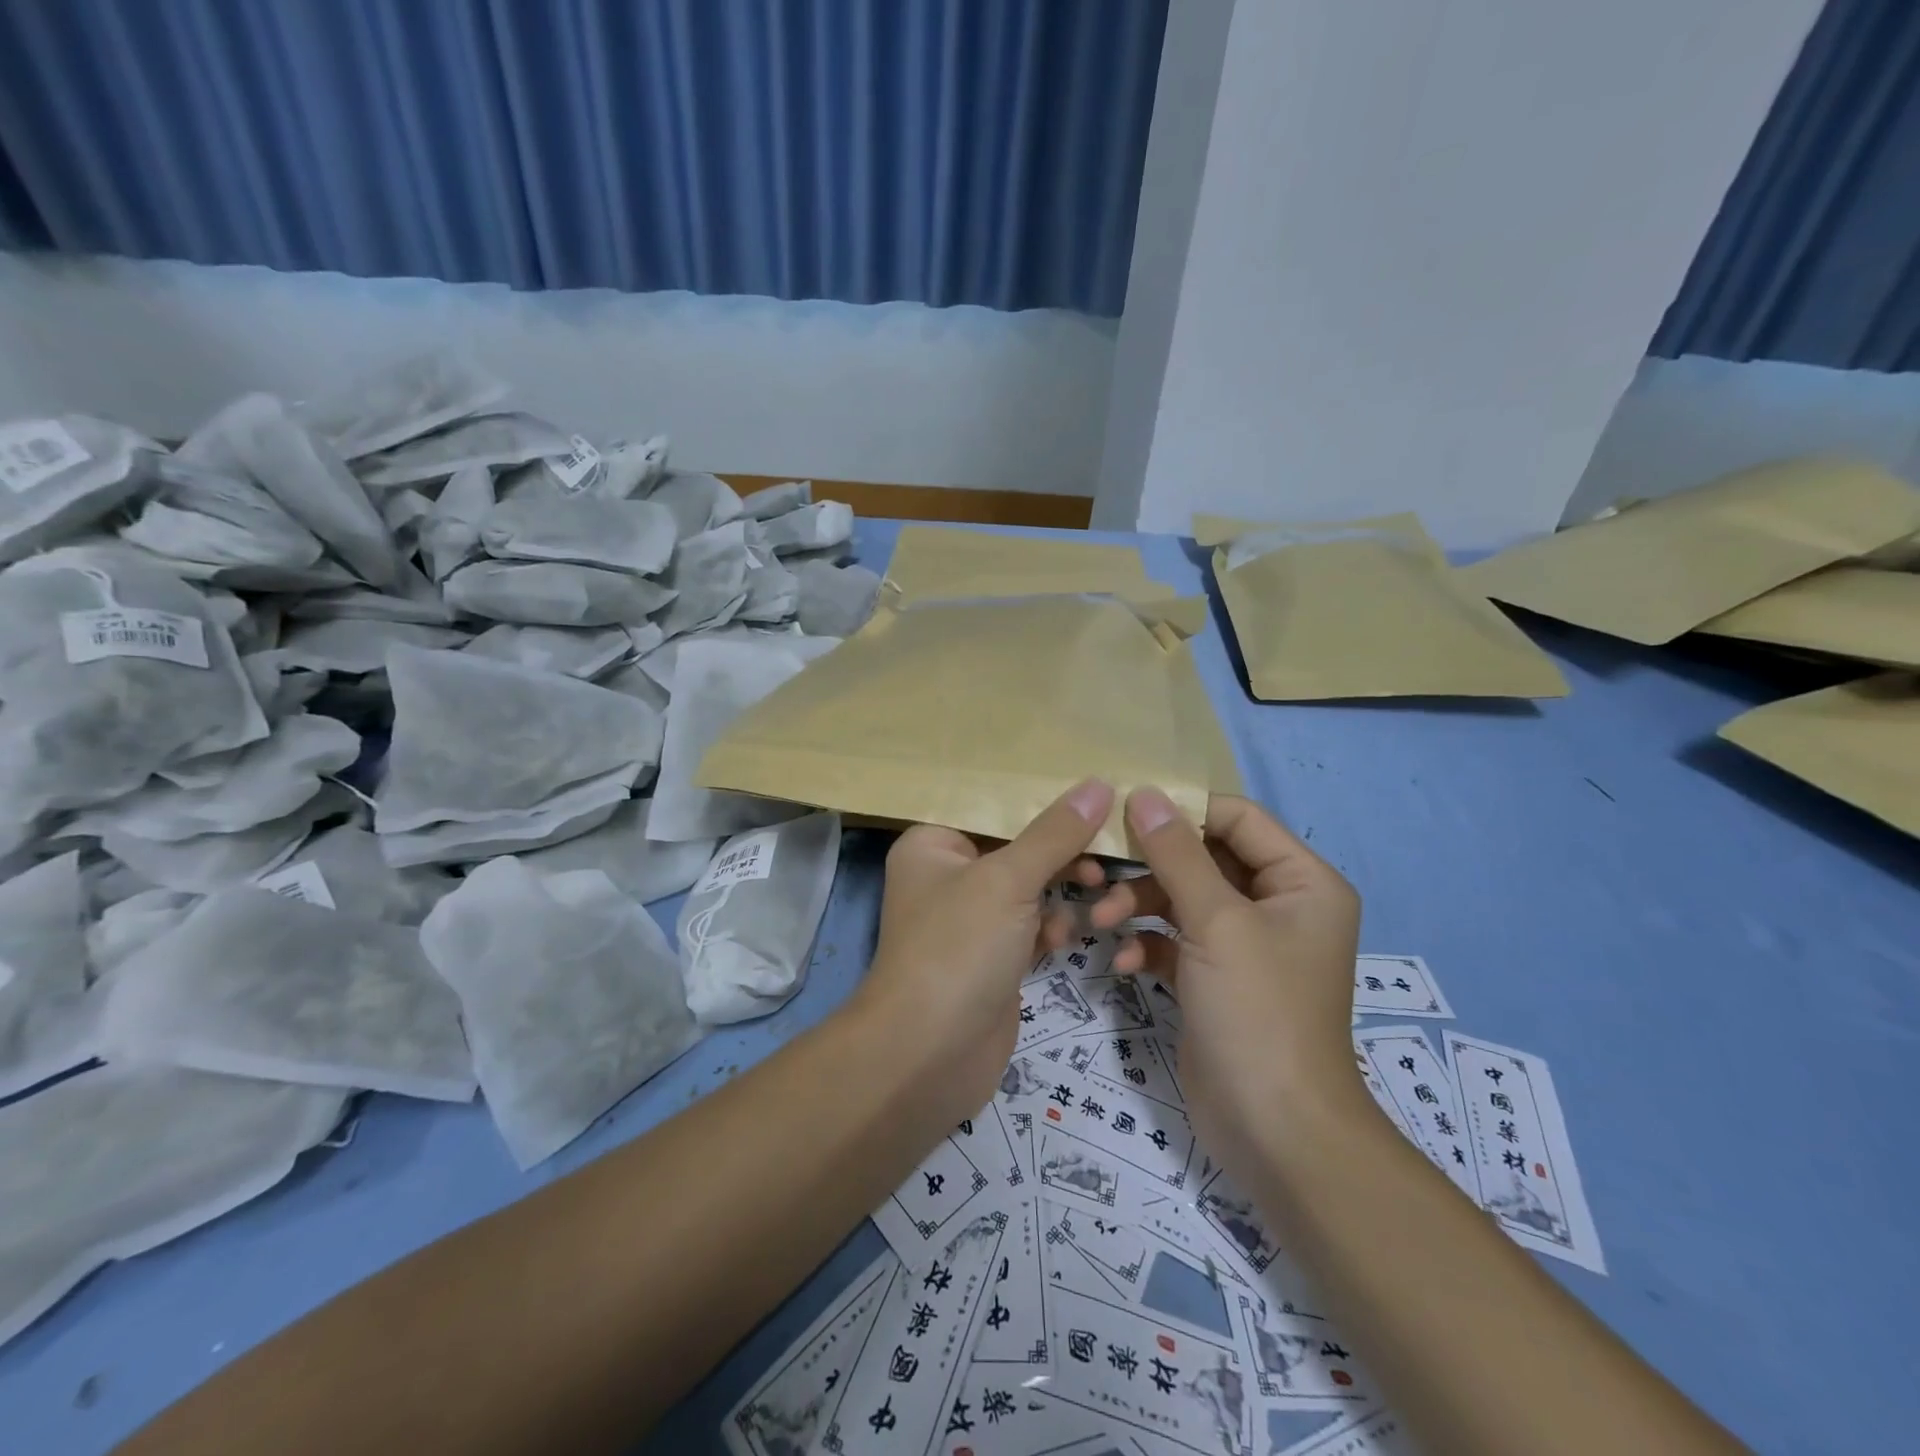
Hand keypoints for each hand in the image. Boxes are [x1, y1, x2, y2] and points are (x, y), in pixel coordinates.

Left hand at [855, 780, 1115, 1122]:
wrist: (929, 1055)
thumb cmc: (958, 949)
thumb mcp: (1007, 880)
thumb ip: (1055, 834)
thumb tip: (1098, 784)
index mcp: (933, 844)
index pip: (993, 806)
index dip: (1042, 801)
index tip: (1096, 793)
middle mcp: (948, 876)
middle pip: (1016, 847)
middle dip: (1060, 851)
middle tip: (1106, 851)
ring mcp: (970, 920)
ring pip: (1028, 888)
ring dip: (1062, 891)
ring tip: (1099, 893)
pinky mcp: (993, 957)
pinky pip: (1031, 926)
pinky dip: (1051, 928)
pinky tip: (1065, 939)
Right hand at [1103, 789, 1366, 1168]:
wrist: (1274, 1131)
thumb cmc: (1257, 1011)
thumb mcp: (1216, 922)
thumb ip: (1177, 854)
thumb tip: (1144, 794)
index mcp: (1301, 882)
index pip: (1238, 819)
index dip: (1184, 810)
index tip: (1125, 811)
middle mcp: (1277, 906)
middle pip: (1204, 858)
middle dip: (1151, 866)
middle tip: (1101, 867)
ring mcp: (1244, 945)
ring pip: (1182, 898)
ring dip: (1139, 904)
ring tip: (1101, 920)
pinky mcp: (1215, 978)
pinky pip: (1175, 940)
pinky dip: (1147, 945)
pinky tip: (1124, 964)